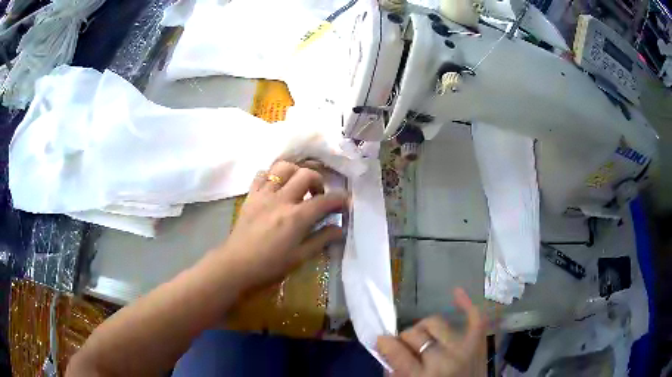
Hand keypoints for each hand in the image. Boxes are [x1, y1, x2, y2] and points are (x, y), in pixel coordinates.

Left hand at [217, 160, 346, 288]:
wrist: (236, 264)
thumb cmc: (269, 265)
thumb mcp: (300, 257)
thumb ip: (321, 239)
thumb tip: (340, 229)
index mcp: (296, 217)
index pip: (325, 200)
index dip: (340, 198)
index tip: (346, 201)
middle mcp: (281, 199)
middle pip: (306, 175)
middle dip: (319, 181)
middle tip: (318, 196)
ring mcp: (264, 194)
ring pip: (283, 167)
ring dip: (296, 172)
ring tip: (297, 186)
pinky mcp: (251, 195)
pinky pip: (262, 174)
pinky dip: (273, 175)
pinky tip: (276, 187)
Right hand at [377, 288, 485, 376]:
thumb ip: (394, 372)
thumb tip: (385, 350)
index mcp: (421, 376)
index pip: (395, 350)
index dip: (384, 342)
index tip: (381, 340)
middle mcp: (442, 360)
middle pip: (415, 334)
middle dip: (405, 338)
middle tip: (406, 346)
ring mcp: (463, 349)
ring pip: (436, 322)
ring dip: (425, 328)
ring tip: (424, 336)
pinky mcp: (478, 343)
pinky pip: (474, 318)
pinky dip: (467, 304)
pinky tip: (456, 292)